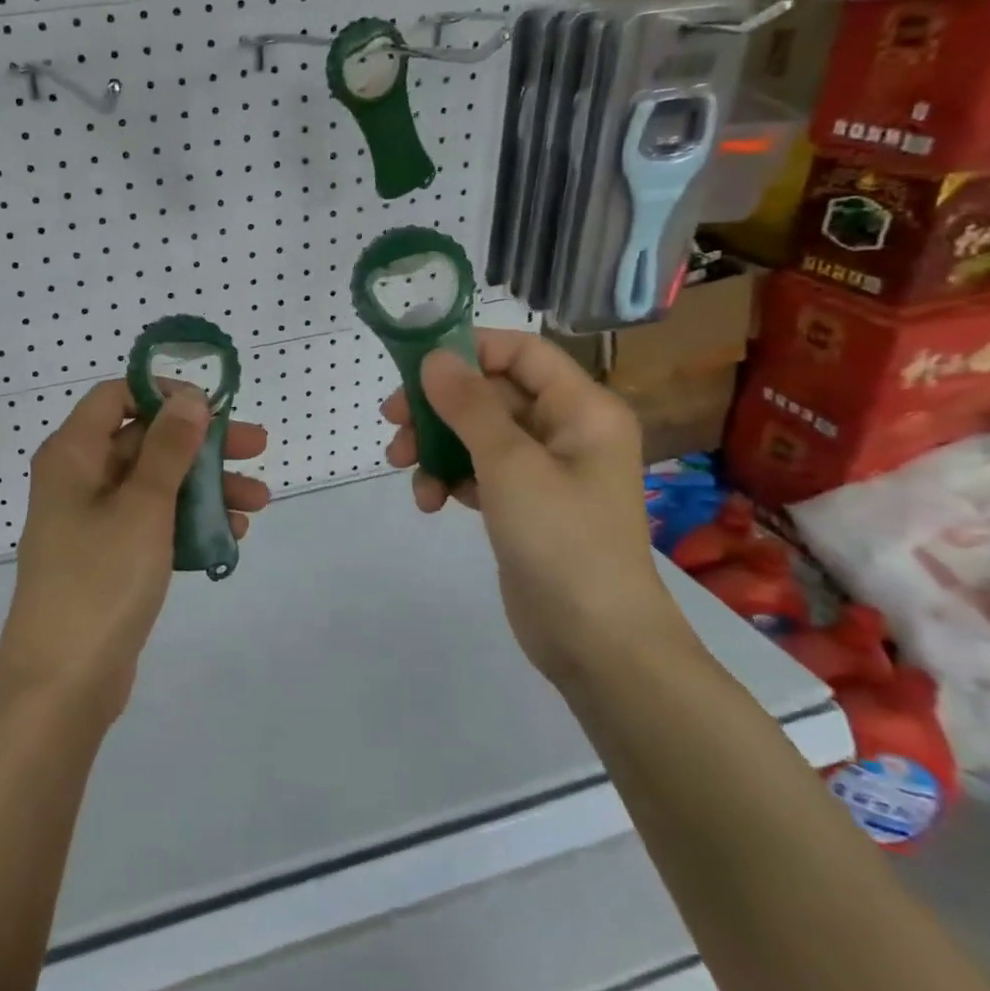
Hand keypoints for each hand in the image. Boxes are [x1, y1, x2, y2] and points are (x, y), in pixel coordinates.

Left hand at [0, 379, 269, 718]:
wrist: (62, 683)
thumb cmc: (100, 580)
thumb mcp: (143, 506)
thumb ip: (168, 448)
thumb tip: (188, 397)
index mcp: (73, 454)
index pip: (115, 396)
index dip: (163, 394)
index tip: (211, 406)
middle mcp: (78, 478)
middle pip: (144, 440)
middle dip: (201, 444)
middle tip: (258, 447)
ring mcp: (92, 520)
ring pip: (155, 484)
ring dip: (205, 486)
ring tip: (261, 501)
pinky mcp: (108, 557)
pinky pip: (152, 523)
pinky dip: (188, 522)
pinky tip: (233, 533)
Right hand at [383, 329, 690, 682]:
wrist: (596, 640)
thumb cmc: (562, 539)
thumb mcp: (509, 464)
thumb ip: (469, 405)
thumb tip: (434, 358)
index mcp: (581, 408)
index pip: (520, 352)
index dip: (468, 350)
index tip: (414, 366)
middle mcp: (565, 430)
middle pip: (490, 394)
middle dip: (438, 407)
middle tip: (392, 422)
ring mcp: (544, 470)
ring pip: (476, 434)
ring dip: (436, 446)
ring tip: (406, 471)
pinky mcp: (523, 504)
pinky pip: (478, 471)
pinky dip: (450, 478)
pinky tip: (431, 502)